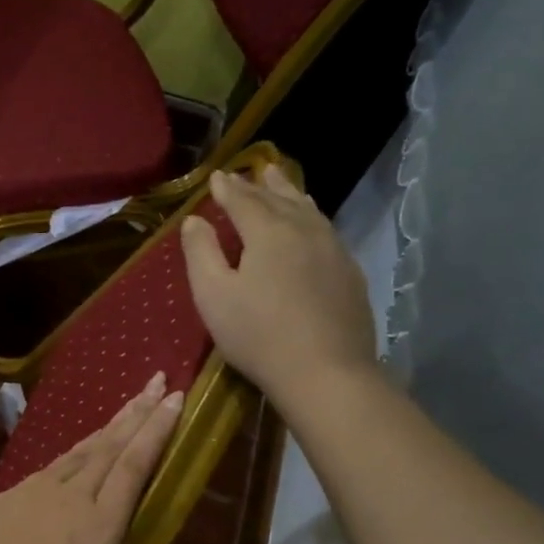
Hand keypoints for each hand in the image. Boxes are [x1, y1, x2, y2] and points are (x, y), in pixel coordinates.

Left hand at [0, 373, 181, 543]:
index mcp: (100, 521)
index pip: (135, 464)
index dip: (157, 430)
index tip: (175, 398)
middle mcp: (74, 493)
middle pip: (112, 444)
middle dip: (139, 411)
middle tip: (158, 379)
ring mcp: (40, 487)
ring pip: (84, 447)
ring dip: (111, 423)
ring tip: (130, 403)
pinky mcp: (14, 491)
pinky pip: (58, 460)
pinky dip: (79, 446)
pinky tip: (83, 447)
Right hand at [181, 164, 379, 407]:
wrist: (325, 372)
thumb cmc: (257, 334)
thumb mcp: (213, 295)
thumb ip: (200, 252)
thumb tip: (193, 220)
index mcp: (268, 232)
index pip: (243, 200)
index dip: (227, 188)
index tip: (216, 177)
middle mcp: (304, 230)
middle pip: (280, 199)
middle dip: (261, 185)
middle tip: (252, 171)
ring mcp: (333, 250)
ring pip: (308, 211)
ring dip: (291, 195)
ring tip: (282, 183)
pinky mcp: (350, 273)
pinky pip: (326, 231)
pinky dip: (311, 218)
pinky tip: (312, 225)